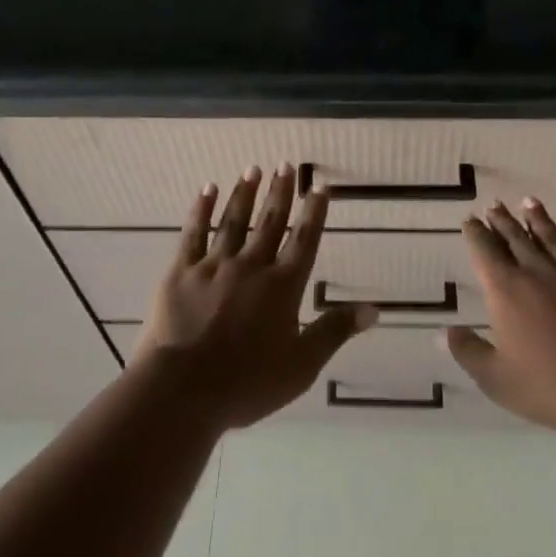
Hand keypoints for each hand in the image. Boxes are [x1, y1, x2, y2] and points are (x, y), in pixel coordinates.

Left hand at [135, 165, 376, 430]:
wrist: (183, 391)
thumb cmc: (247, 383)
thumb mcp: (301, 365)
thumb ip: (335, 331)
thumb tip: (374, 309)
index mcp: (282, 286)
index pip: (303, 241)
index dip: (314, 213)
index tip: (319, 187)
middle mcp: (251, 266)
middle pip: (269, 222)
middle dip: (279, 193)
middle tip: (284, 165)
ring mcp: (214, 265)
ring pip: (233, 221)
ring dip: (244, 193)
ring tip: (252, 169)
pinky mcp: (181, 272)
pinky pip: (193, 233)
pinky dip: (201, 209)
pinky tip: (207, 189)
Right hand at [445, 200, 555, 438]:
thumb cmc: (550, 387)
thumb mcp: (497, 379)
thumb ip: (468, 352)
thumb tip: (444, 331)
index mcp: (506, 290)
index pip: (485, 251)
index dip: (475, 233)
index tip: (470, 220)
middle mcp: (536, 270)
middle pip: (515, 237)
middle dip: (502, 220)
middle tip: (494, 205)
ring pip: (549, 235)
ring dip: (536, 217)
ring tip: (528, 202)